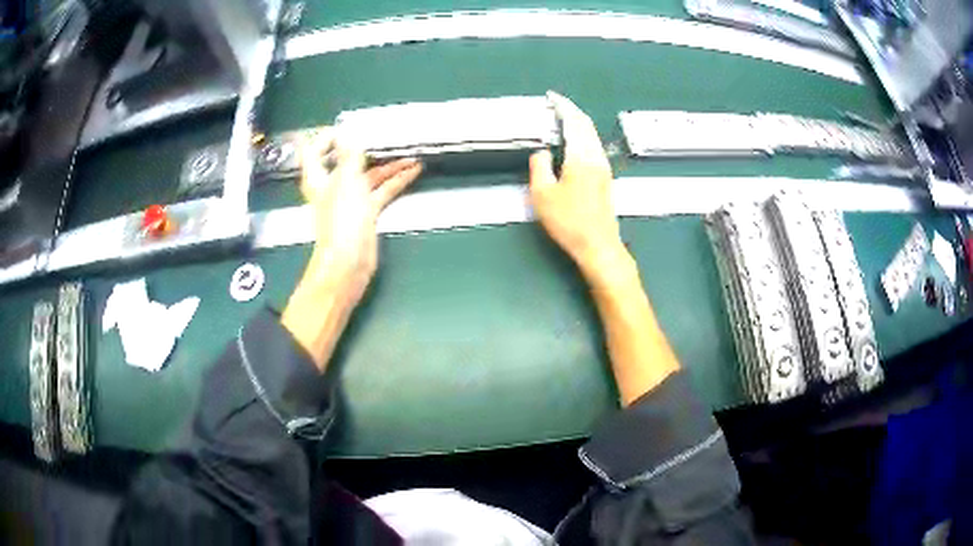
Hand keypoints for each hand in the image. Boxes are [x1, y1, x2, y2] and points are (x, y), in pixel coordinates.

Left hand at [282, 130, 422, 370]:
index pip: (315, 151)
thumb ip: (348, 155)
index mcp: (319, 178)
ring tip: (411, 156)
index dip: (326, 137)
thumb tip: (347, 133)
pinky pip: (381, 192)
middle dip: (366, 149)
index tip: (345, 127)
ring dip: (388, 166)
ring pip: (369, 177)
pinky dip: (395, 182)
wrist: (349, 261)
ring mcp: (350, 200)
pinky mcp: (366, 214)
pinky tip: (412, 172)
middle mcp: (332, 187)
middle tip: (386, 136)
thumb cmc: (342, 220)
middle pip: (346, 162)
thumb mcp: (346, 180)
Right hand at [529, 92, 630, 285]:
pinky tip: (573, 142)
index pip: (575, 121)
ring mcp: (604, 168)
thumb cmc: (569, 221)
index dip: (563, 106)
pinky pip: (593, 146)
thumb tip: (543, 152)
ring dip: (578, 124)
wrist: (598, 245)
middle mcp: (597, 157)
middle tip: (555, 105)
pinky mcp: (605, 178)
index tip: (552, 97)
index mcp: (582, 156)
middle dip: (572, 111)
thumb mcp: (543, 194)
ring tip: (561, 120)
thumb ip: (540, 166)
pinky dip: (582, 136)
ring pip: (592, 136)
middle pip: (587, 125)